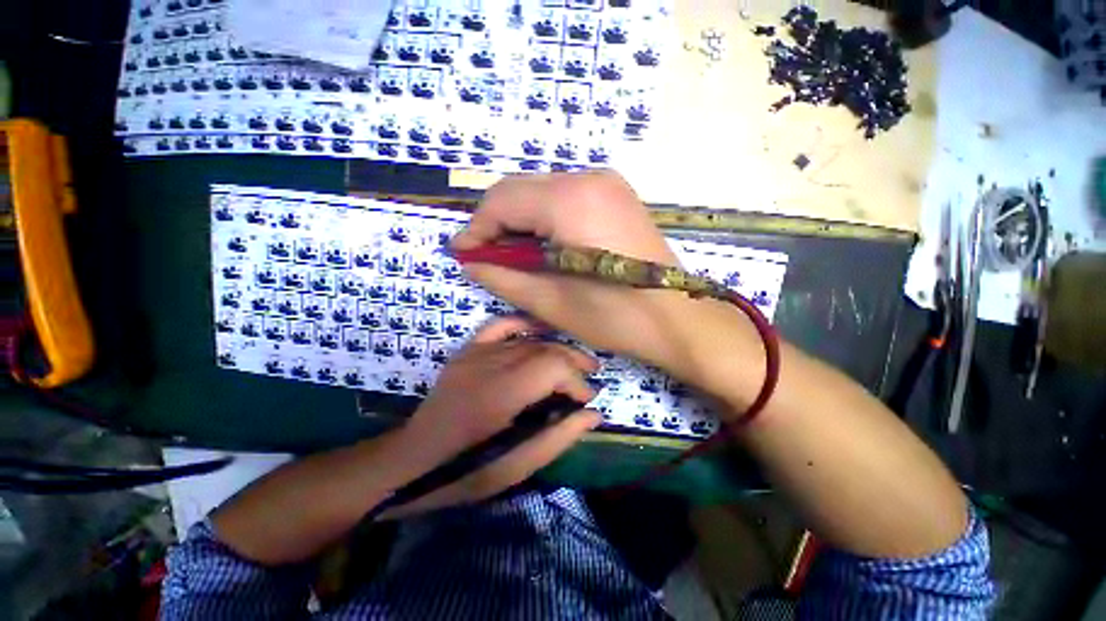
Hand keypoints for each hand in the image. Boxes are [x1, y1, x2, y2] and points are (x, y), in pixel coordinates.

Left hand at [385, 316, 601, 516]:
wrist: (413, 460)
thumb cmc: (466, 471)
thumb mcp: (518, 467)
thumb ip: (559, 437)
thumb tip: (594, 414)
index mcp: (501, 395)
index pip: (552, 367)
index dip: (576, 381)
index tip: (587, 400)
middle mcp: (490, 365)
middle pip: (544, 349)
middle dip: (574, 361)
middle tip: (592, 374)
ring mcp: (475, 353)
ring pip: (528, 339)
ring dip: (557, 346)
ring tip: (575, 359)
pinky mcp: (467, 351)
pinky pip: (500, 325)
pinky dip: (522, 323)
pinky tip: (540, 330)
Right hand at [451, 171, 764, 413]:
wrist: (679, 318)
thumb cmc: (615, 316)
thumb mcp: (551, 301)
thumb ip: (504, 278)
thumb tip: (472, 264)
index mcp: (570, 200)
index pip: (502, 200)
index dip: (476, 228)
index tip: (463, 254)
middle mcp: (588, 178)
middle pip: (520, 191)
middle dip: (496, 224)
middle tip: (487, 259)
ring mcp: (607, 183)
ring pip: (541, 192)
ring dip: (520, 222)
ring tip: (514, 257)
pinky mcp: (617, 195)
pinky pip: (565, 198)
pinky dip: (544, 219)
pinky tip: (543, 247)